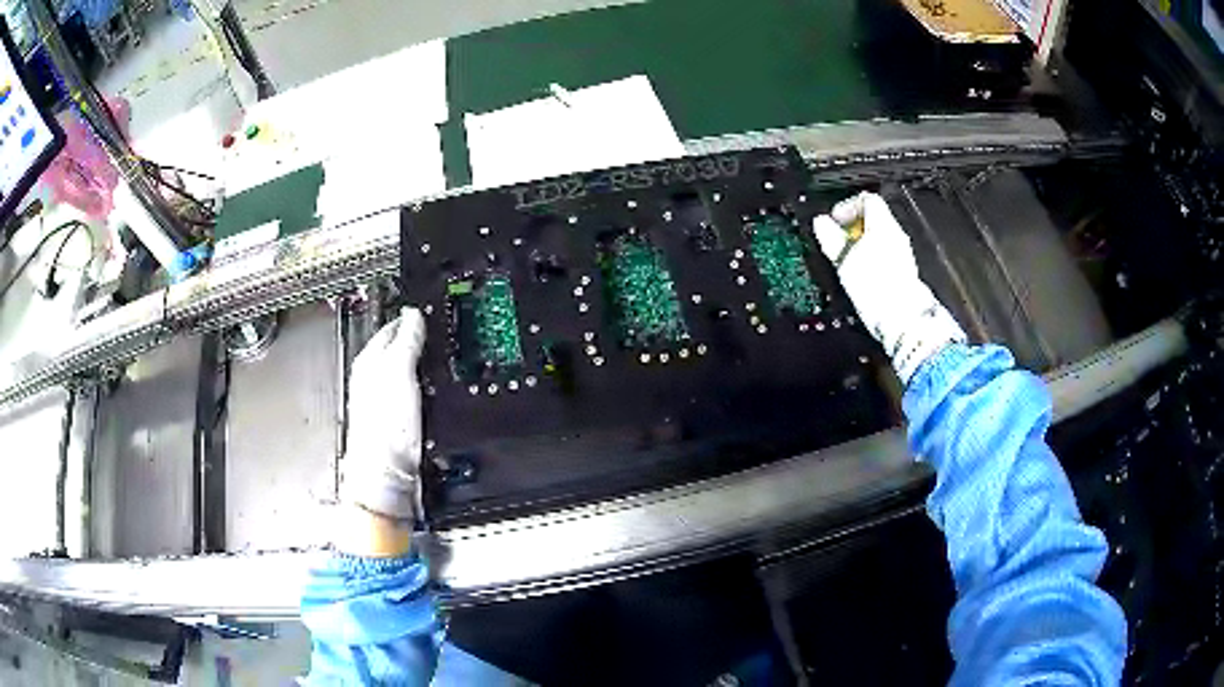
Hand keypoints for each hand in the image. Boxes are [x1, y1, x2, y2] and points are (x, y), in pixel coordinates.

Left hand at [341, 308, 425, 520]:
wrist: (387, 474)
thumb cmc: (385, 427)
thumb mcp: (398, 374)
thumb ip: (406, 342)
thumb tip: (413, 314)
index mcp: (369, 362)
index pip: (391, 328)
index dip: (410, 318)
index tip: (429, 311)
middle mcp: (374, 379)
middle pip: (397, 350)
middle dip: (416, 340)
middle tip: (440, 331)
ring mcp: (385, 402)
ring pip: (405, 372)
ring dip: (421, 364)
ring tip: (440, 357)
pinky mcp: (398, 421)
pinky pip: (412, 393)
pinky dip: (424, 387)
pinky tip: (435, 391)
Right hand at [813, 192, 964, 384]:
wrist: (903, 319)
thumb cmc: (876, 287)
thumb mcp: (845, 259)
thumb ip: (831, 237)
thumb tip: (821, 223)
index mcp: (883, 225)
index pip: (867, 199)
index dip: (847, 206)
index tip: (834, 220)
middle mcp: (896, 236)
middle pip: (874, 219)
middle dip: (853, 227)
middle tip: (837, 239)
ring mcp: (902, 254)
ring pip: (879, 238)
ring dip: (861, 244)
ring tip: (846, 259)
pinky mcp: (903, 273)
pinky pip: (885, 256)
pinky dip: (871, 259)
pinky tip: (861, 276)